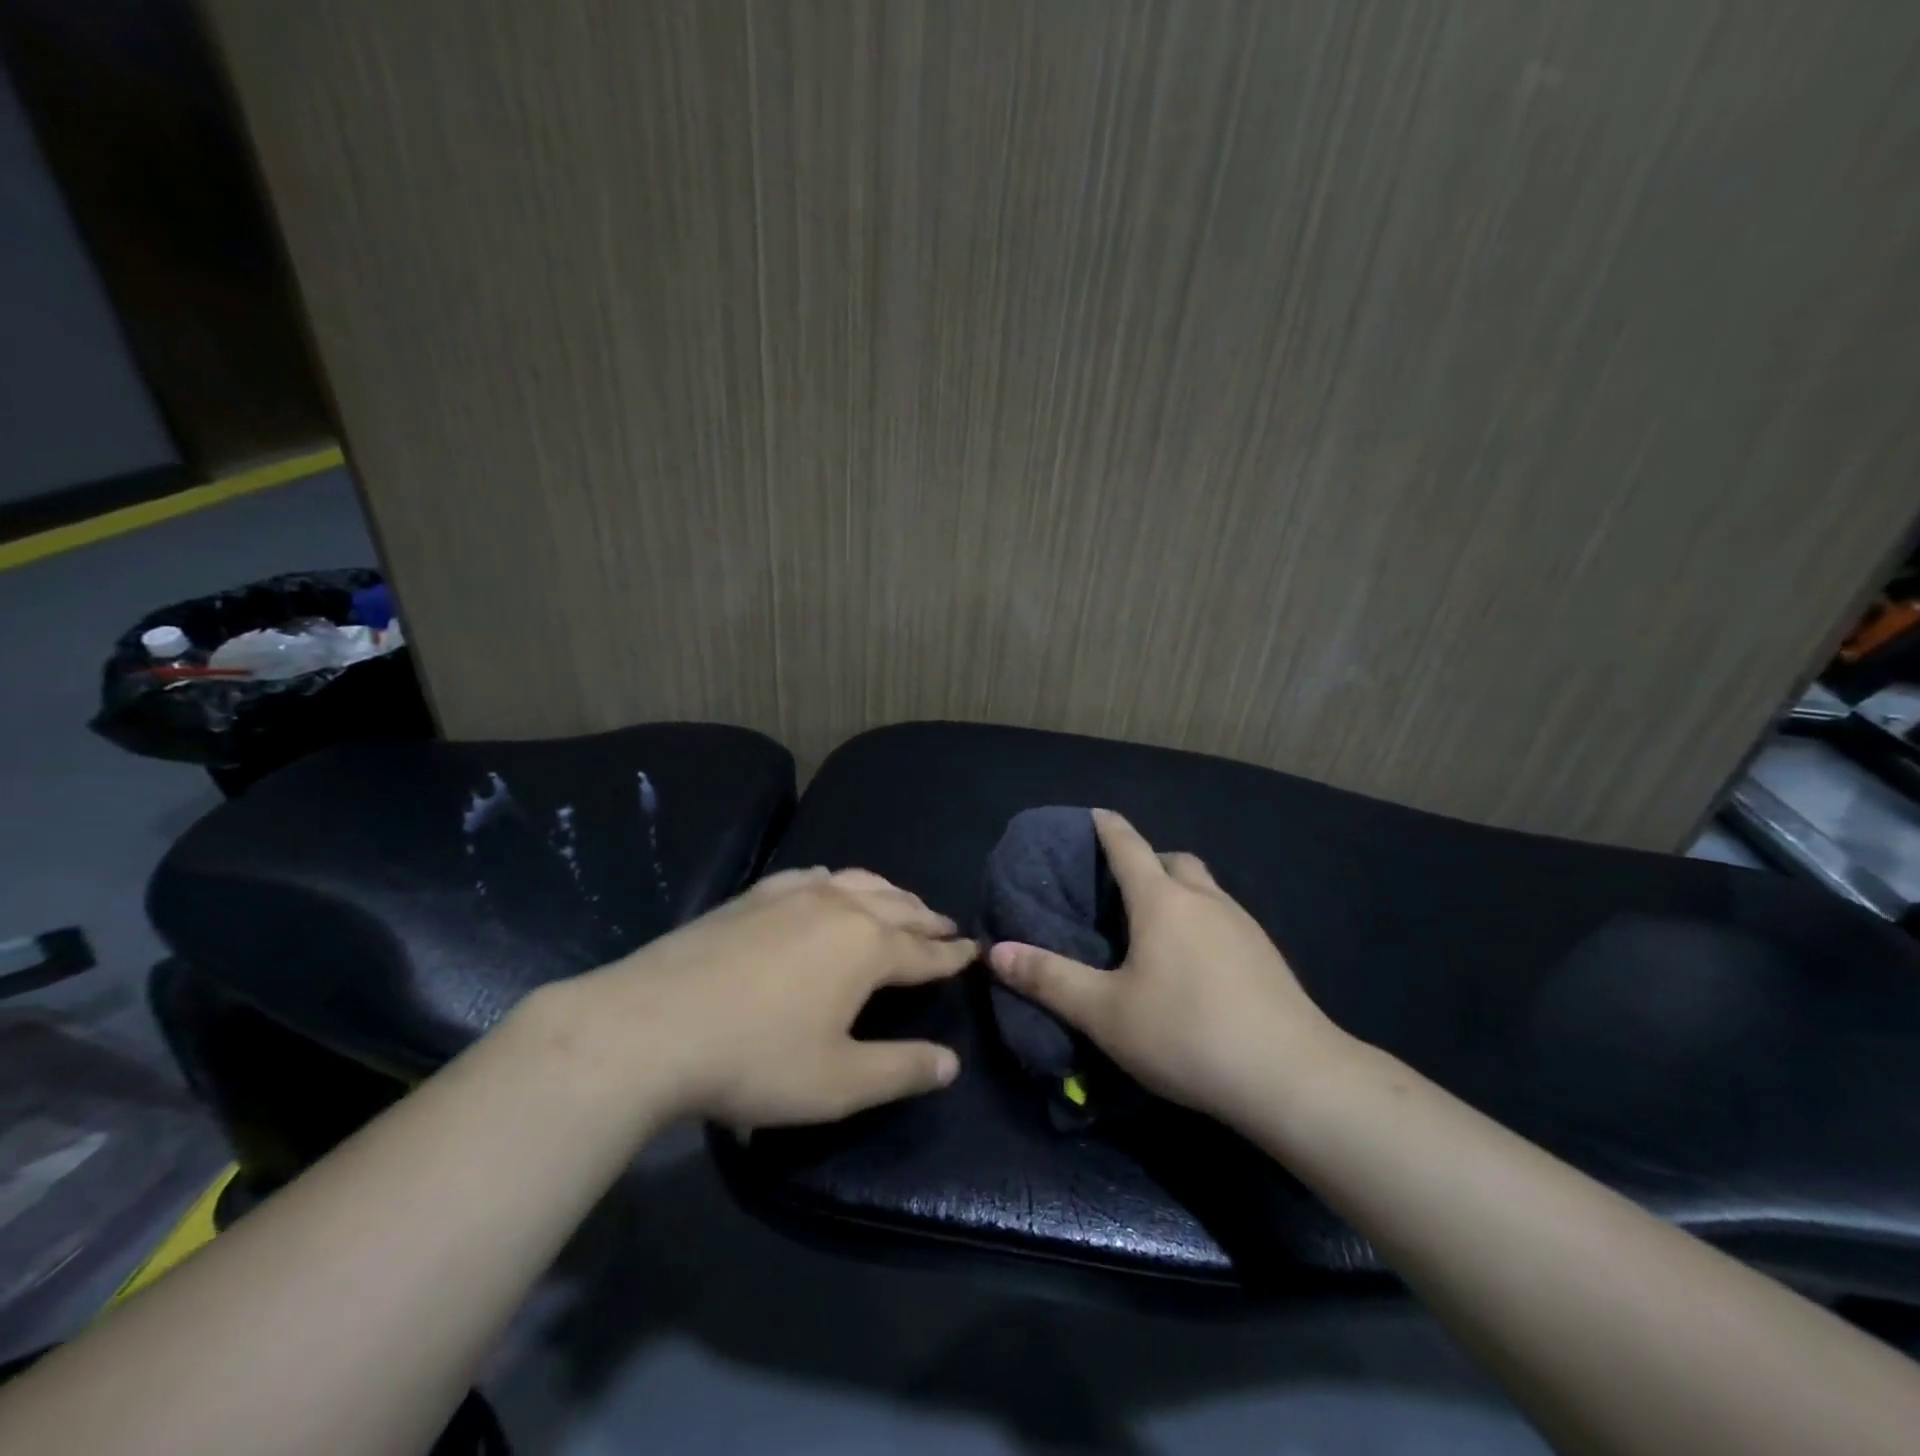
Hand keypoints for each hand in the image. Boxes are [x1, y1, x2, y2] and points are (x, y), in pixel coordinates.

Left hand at [554, 867, 973, 1128]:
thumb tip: (951, 1062)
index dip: (953, 956)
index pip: (925, 951)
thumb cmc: (755, 1059)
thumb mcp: (839, 1082)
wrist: (650, 1027)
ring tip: (901, 903)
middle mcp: (840, 907)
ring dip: (888, 894)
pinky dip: (838, 881)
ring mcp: (794, 893)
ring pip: (858, 882)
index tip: (974, 951)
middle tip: (947, 926)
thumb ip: (901, 1070)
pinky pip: (814, 876)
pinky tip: (830, 885)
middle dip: (927, 918)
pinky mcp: (756, 894)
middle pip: (898, 907)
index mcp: (868, 947)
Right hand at [988, 809, 1347, 1125]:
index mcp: (1162, 901)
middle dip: (1148, 861)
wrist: (1292, 1077)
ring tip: (1157, 928)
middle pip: (1174, 860)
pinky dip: (1204, 922)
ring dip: (1180, 892)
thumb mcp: (1105, 1012)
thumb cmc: (1187, 1034)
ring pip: (1205, 889)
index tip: (1094, 813)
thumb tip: (995, 951)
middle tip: (1123, 889)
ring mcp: (1244, 925)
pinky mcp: (1268, 956)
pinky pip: (1226, 918)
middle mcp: (1205, 899)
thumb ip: (1049, 979)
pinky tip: (1198, 965)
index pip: (1128, 847)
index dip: (1108, 828)